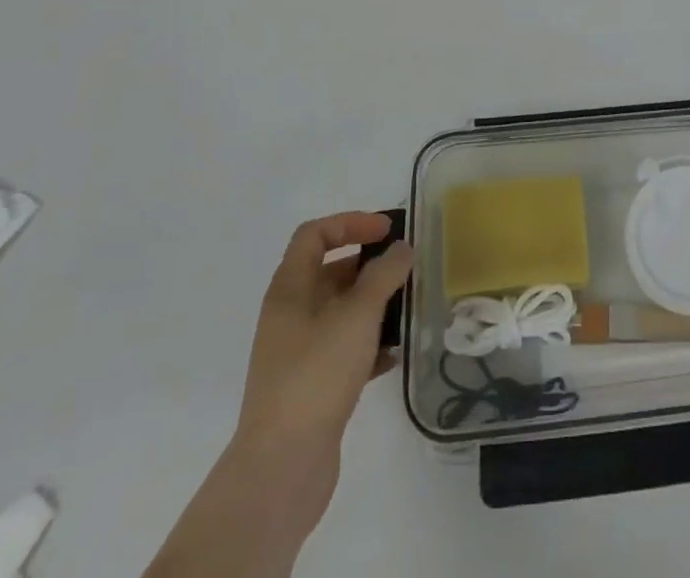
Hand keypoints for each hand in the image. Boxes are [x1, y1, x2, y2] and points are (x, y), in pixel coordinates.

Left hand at [238, 211, 412, 452]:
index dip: (351, 223)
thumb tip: (401, 248)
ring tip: (407, 308)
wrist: (282, 467)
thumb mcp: (357, 314)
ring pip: (340, 312)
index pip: (315, 234)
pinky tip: (394, 354)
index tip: (387, 231)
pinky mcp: (310, 386)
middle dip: (369, 266)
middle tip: (406, 269)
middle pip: (330, 271)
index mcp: (289, 289)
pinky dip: (369, 344)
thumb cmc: (317, 374)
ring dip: (373, 305)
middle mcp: (289, 314)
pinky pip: (343, 349)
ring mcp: (297, 352)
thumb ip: (384, 275)